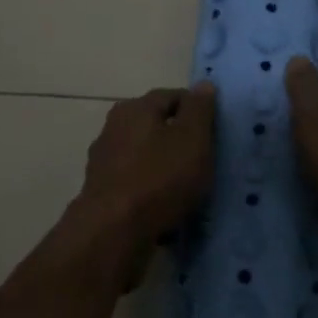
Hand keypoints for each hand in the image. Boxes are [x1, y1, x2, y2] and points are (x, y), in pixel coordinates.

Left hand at [74, 83, 217, 286]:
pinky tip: (166, 206)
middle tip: (205, 159)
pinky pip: (136, 183)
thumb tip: (203, 85)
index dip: (197, 110)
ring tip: (188, 187)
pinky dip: (151, 189)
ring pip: (145, 155)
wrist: (113, 232)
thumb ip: (199, 109)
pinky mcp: (102, 192)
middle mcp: (114, 127)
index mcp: (135, 108)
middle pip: (156, 125)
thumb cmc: (159, 177)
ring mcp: (104, 161)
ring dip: (165, 166)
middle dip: (180, 139)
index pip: (173, 96)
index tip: (215, 132)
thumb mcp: (192, 138)